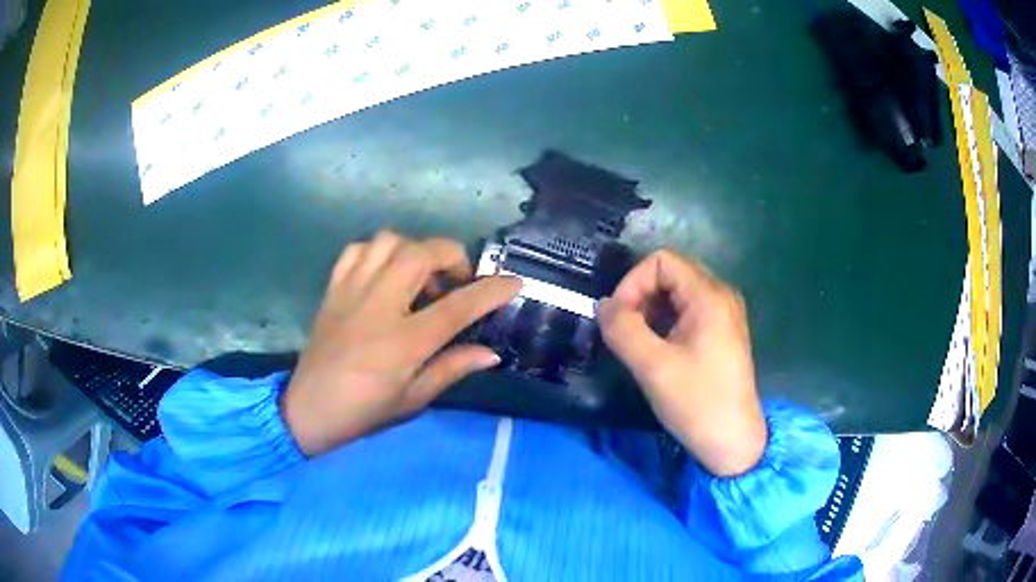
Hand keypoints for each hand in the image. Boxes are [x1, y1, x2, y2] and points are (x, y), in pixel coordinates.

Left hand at [283, 231, 520, 456]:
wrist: (308, 409)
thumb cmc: (364, 411)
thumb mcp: (414, 399)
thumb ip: (452, 368)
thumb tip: (491, 353)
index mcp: (404, 341)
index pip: (458, 306)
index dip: (491, 291)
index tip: (514, 282)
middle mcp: (379, 305)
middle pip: (422, 253)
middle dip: (452, 255)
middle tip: (458, 280)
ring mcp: (352, 291)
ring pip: (389, 241)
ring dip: (415, 249)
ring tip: (421, 275)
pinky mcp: (334, 288)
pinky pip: (358, 250)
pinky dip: (378, 251)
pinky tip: (385, 272)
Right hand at [598, 250, 766, 476]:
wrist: (733, 441)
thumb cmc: (697, 403)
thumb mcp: (653, 367)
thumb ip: (623, 329)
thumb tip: (603, 304)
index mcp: (709, 296)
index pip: (661, 261)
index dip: (632, 282)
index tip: (618, 318)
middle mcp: (721, 294)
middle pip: (670, 272)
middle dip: (639, 295)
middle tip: (624, 331)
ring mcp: (724, 313)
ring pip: (677, 292)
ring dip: (650, 309)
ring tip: (637, 342)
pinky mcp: (722, 331)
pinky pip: (687, 310)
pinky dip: (665, 321)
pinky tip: (656, 348)